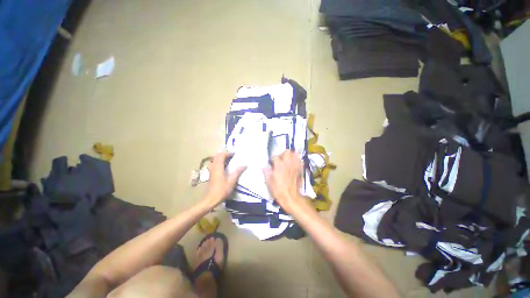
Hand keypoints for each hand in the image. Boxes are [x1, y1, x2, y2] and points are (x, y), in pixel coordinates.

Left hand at [204, 152, 245, 207]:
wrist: (211, 199)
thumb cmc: (222, 189)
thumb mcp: (232, 181)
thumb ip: (238, 172)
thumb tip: (245, 165)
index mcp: (218, 167)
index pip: (221, 155)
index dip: (228, 153)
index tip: (235, 155)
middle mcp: (213, 167)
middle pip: (217, 156)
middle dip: (225, 154)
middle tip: (232, 157)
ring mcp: (211, 170)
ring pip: (215, 160)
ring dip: (221, 158)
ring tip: (229, 161)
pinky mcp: (211, 174)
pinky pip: (215, 164)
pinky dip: (220, 162)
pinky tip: (225, 168)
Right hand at [263, 150, 307, 213]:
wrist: (290, 198)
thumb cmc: (278, 190)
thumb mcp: (268, 182)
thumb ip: (266, 173)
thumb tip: (264, 167)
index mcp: (278, 165)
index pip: (275, 156)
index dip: (272, 159)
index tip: (271, 163)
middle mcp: (287, 163)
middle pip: (287, 152)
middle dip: (283, 154)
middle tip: (280, 159)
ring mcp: (295, 166)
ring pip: (295, 155)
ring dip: (291, 155)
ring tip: (288, 160)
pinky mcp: (300, 170)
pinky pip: (300, 161)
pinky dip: (297, 160)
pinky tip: (294, 164)